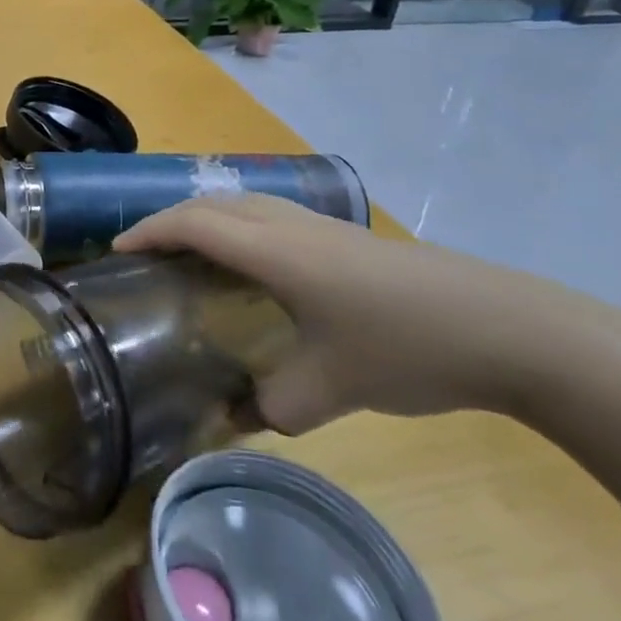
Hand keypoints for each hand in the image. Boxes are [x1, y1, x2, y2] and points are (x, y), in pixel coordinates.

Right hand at [114, 193, 580, 434]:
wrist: (503, 324)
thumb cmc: (405, 346)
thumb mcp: (332, 387)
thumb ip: (274, 406)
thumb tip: (238, 416)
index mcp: (275, 250)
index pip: (194, 224)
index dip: (150, 232)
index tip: (117, 252)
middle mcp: (289, 224)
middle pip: (212, 204)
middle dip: (169, 220)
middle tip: (144, 253)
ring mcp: (321, 225)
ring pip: (243, 203)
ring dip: (206, 218)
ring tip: (188, 253)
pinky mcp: (345, 237)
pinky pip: (270, 215)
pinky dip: (239, 226)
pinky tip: (254, 265)